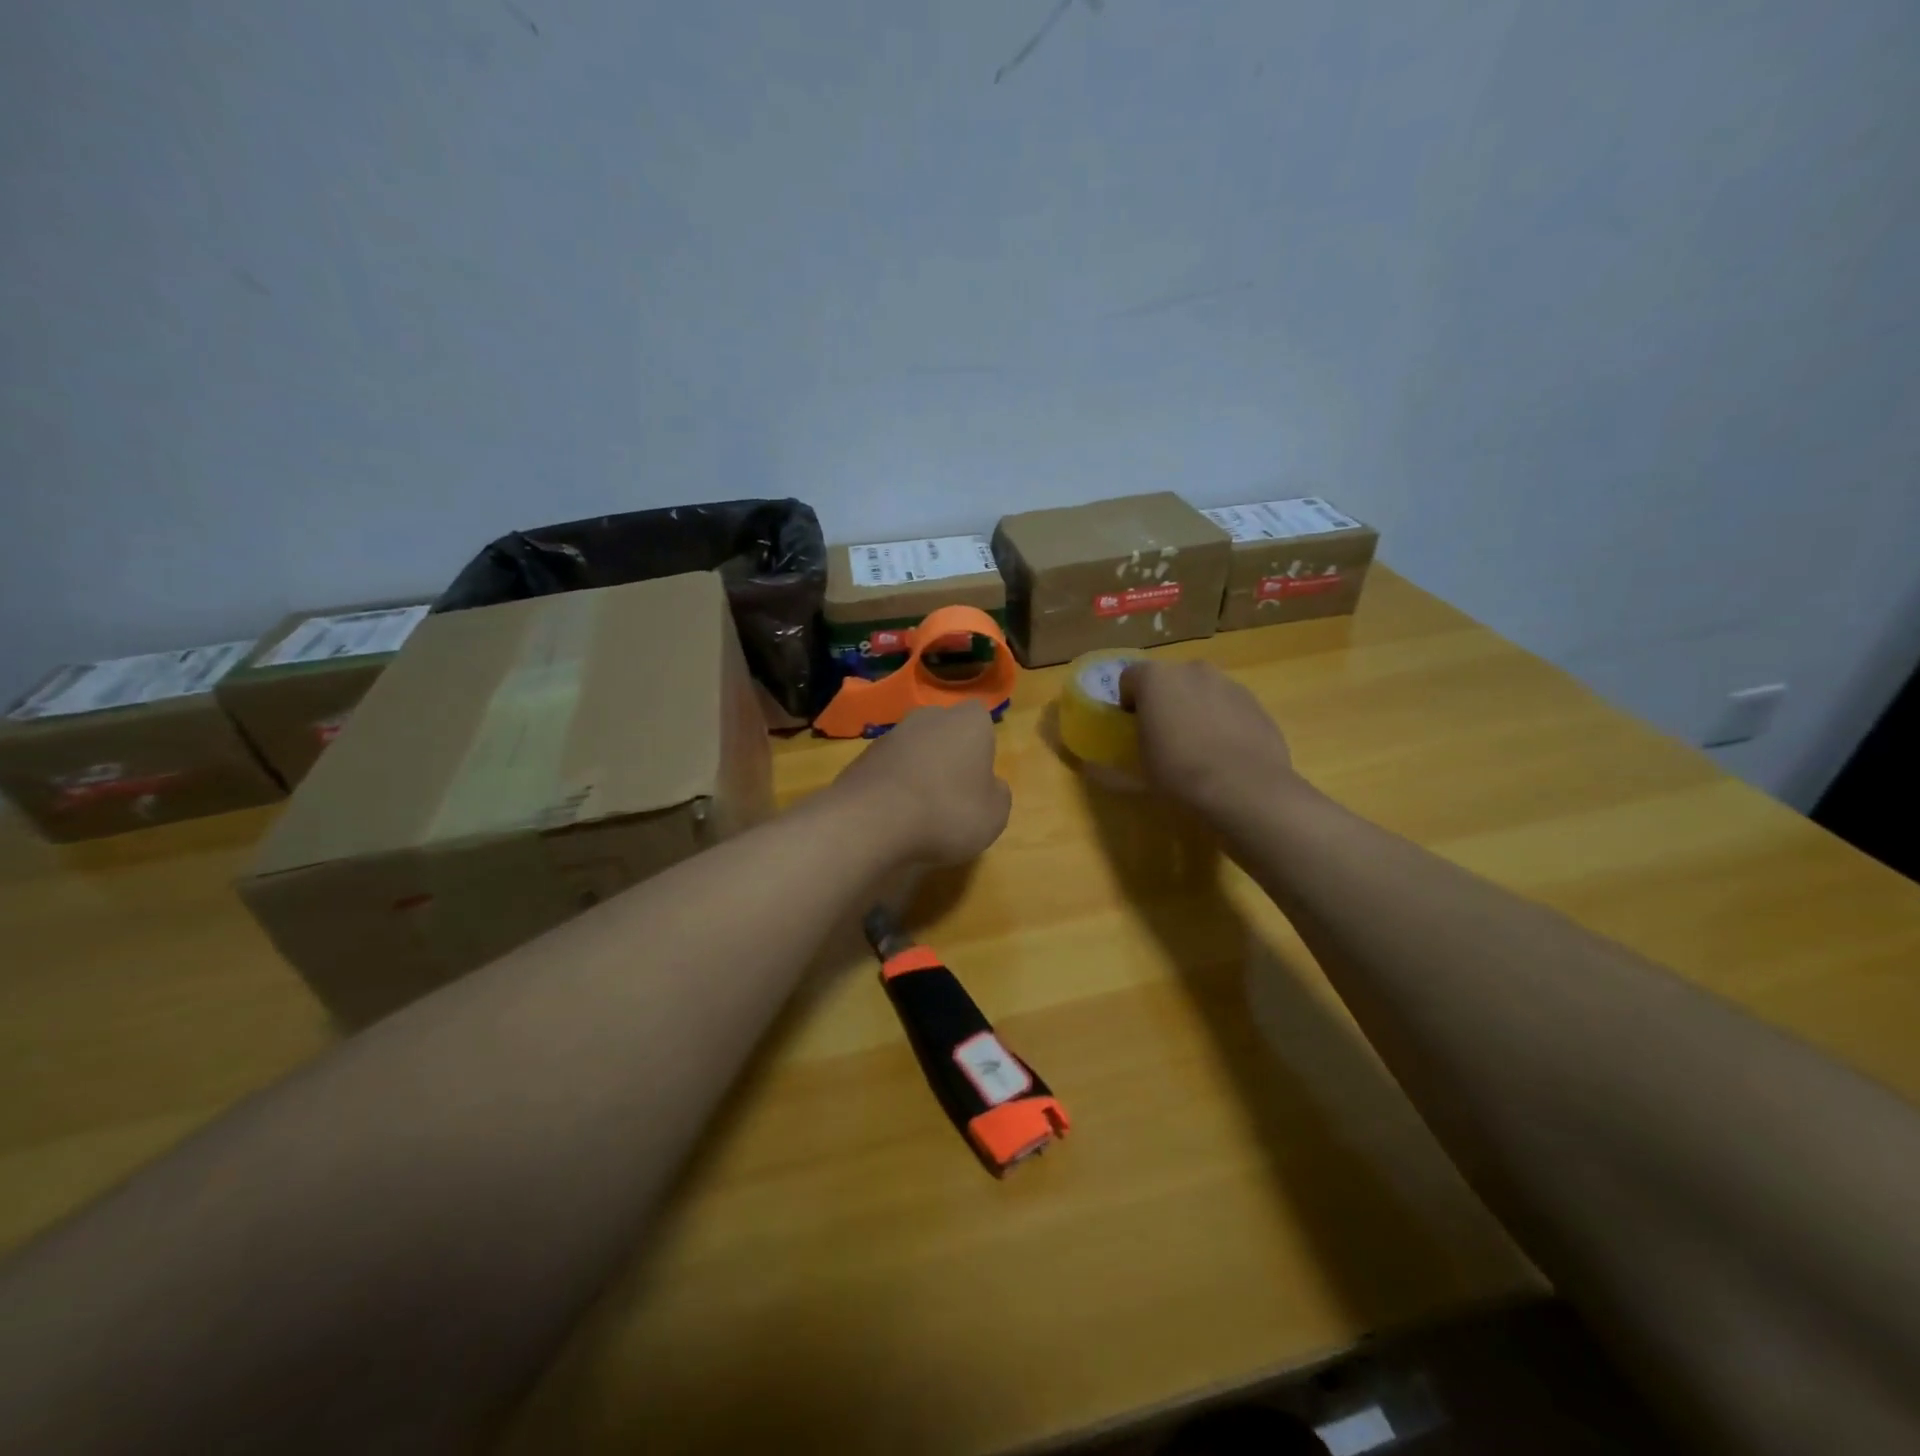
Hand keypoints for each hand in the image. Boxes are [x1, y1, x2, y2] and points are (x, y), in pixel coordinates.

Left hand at [830, 702, 1012, 866]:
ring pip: (915, 749)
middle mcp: (929, 717)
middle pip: (945, 731)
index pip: (981, 718)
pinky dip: (893, 786)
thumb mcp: (994, 815)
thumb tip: (990, 786)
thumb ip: (998, 794)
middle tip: (952, 794)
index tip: (979, 776)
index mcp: (969, 722)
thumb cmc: (947, 812)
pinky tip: (893, 815)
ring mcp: (891, 734)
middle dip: (949, 755)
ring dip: (918, 771)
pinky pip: (888, 769)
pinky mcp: (862, 757)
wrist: (871, 821)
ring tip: (920, 811)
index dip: (982, 746)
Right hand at [1119, 661, 1299, 825]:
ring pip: (1202, 691)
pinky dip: (1223, 721)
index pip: (1129, 678)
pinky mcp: (1255, 703)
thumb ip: (1111, 766)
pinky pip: (1229, 706)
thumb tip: (1091, 769)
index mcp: (1156, 679)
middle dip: (1164, 701)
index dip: (1127, 702)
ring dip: (1195, 708)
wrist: (1245, 789)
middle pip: (1170, 680)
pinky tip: (1225, 753)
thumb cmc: (1179, 774)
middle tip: (1164, 736)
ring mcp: (1229, 684)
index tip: (1132, 728)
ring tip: (1198, 747)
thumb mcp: (1137, 773)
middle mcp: (1192, 670)